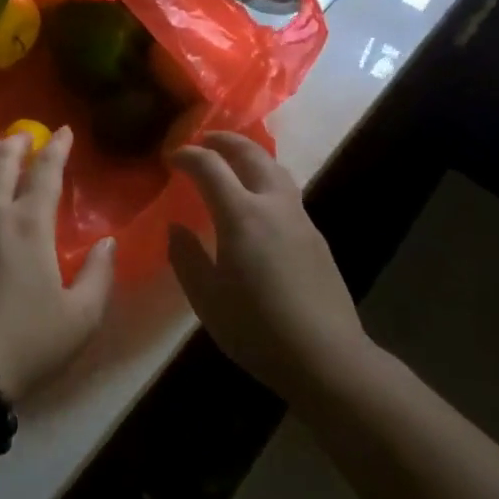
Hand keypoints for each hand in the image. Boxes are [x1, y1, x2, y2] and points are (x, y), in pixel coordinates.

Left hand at [0, 128, 116, 397]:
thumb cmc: (26, 343)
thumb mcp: (80, 318)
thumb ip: (99, 276)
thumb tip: (108, 243)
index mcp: (29, 224)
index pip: (45, 173)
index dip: (57, 149)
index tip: (64, 131)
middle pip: (1, 164)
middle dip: (16, 144)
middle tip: (24, 135)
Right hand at [167, 132, 365, 402]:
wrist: (327, 358)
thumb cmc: (258, 329)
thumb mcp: (207, 299)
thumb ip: (186, 257)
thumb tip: (176, 228)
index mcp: (241, 215)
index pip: (209, 165)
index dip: (187, 155)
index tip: (171, 158)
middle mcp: (272, 204)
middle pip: (249, 152)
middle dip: (223, 140)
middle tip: (202, 141)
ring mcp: (299, 217)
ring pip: (274, 167)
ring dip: (248, 154)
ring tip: (230, 160)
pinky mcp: (315, 235)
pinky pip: (285, 190)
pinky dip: (265, 177)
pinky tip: (257, 201)